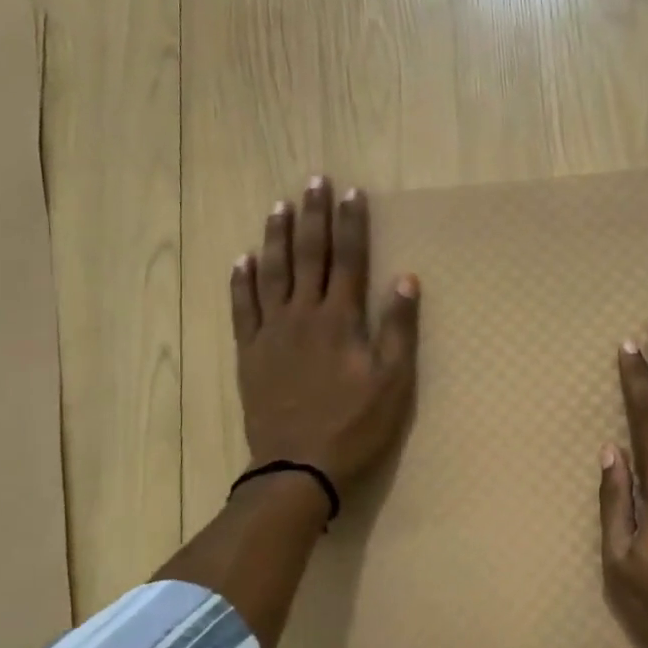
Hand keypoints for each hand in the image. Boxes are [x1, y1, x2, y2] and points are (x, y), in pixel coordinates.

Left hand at [231, 177, 419, 495]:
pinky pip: (242, 308)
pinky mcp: (249, 353)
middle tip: (314, 180)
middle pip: (309, 256)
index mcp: (340, 319)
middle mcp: (303, 315)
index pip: (349, 259)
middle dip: (314, 216)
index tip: (352, 193)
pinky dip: (242, 281)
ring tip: (279, 206)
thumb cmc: (354, 425)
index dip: (352, 224)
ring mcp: (271, 333)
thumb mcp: (392, 382)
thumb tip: (405, 278)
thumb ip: (398, 328)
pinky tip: (243, 259)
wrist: (297, 466)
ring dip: (277, 237)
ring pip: (272, 273)